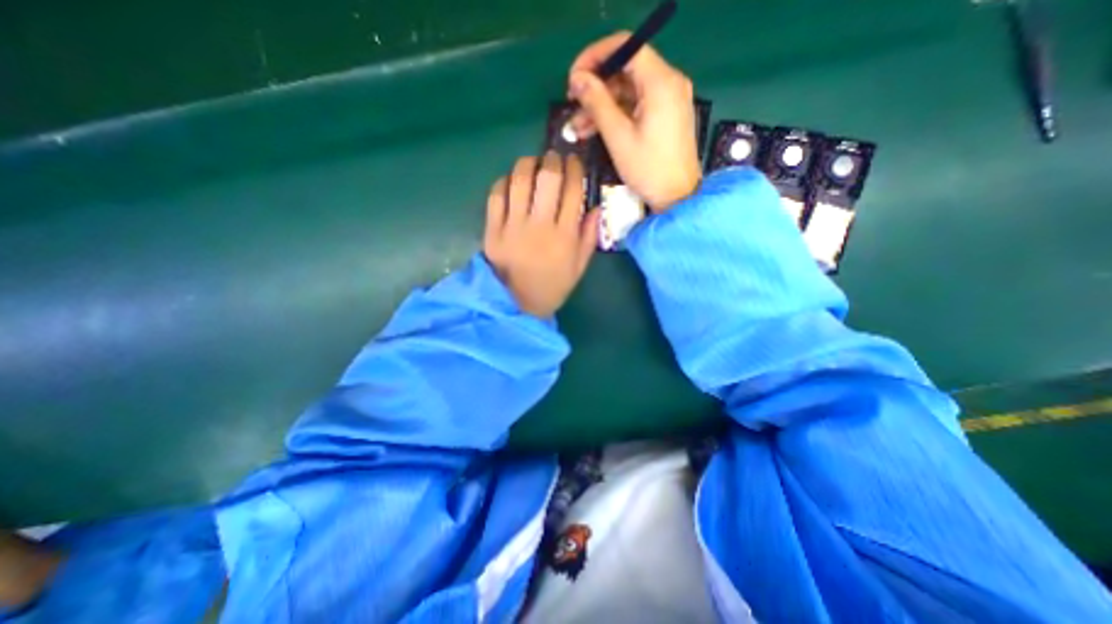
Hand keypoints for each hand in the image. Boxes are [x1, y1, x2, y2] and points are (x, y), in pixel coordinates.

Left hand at [480, 151, 595, 315]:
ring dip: (528, 164)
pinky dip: (504, 182)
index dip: (575, 169)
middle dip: (553, 160)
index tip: (574, 162)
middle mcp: (540, 226)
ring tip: (532, 163)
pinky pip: (496, 196)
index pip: (573, 190)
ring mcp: (513, 227)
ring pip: (520, 181)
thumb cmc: (552, 286)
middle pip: (547, 178)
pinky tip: (511, 181)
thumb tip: (596, 207)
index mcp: (564, 236)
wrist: (517, 305)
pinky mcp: (492, 230)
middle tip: (553, 158)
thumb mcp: (579, 267)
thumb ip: (589, 237)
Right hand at [568, 33, 697, 214]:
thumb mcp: (618, 137)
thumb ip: (597, 103)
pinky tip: (594, 130)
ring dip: (601, 105)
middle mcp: (668, 82)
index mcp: (661, 82)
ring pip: (628, 91)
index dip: (595, 57)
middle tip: (572, 104)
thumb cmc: (649, 169)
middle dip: (595, 87)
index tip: (573, 77)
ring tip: (577, 126)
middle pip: (625, 70)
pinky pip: (636, 106)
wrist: (677, 197)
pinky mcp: (664, 116)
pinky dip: (615, 115)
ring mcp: (668, 100)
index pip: (625, 47)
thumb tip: (577, 79)